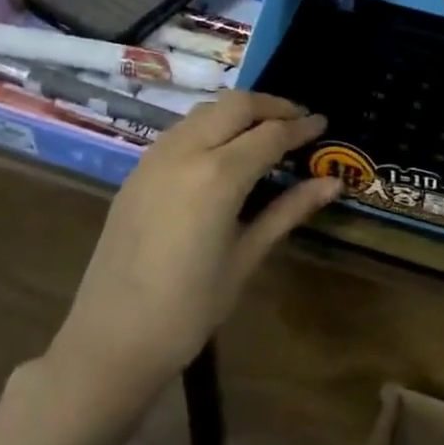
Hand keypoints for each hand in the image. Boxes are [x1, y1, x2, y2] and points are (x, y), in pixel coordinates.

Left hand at [48, 93, 340, 389]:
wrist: (111, 340)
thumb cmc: (189, 308)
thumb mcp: (246, 257)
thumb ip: (288, 210)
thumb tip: (333, 183)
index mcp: (218, 175)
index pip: (270, 134)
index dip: (301, 127)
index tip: (323, 123)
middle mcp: (185, 152)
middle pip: (236, 105)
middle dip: (272, 105)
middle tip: (298, 120)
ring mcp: (155, 158)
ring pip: (205, 111)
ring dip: (239, 112)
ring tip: (265, 132)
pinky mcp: (137, 171)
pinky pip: (181, 130)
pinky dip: (210, 126)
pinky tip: (223, 152)